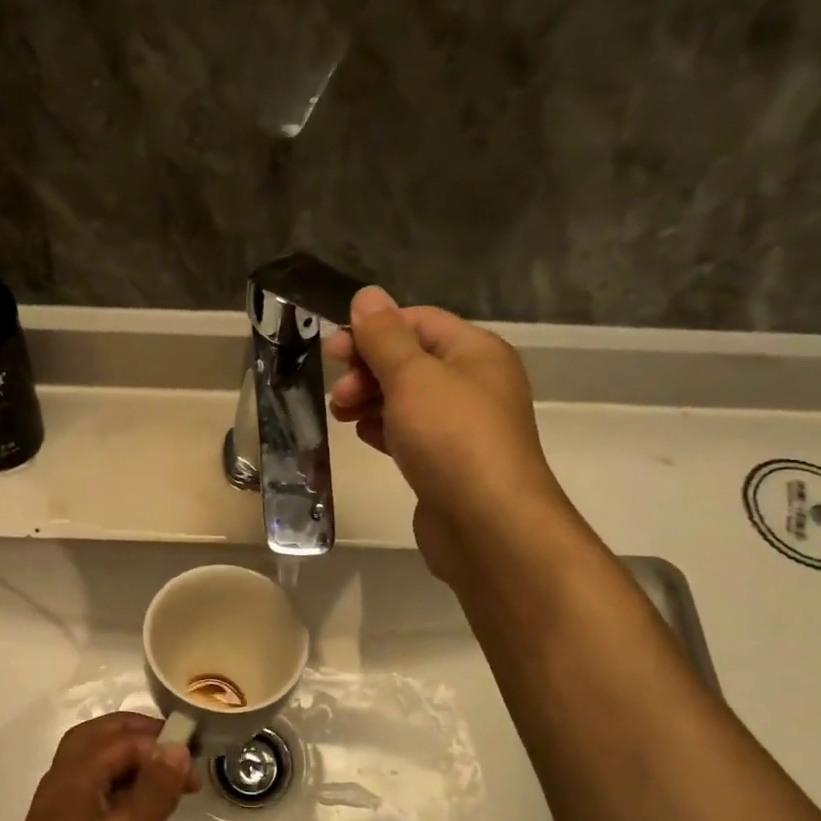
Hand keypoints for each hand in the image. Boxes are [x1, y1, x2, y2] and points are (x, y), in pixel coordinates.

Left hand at [0, 713, 197, 820]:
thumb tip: (174, 746)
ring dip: (130, 767)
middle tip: (174, 749)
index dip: (158, 743)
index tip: (193, 765)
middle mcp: (62, 790)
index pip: (119, 740)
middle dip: (135, 737)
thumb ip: (154, 787)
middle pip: (96, 742)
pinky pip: (97, 806)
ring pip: (95, 774)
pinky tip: (145, 820)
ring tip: (168, 783)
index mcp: (72, 776)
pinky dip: (123, 798)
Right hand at [325, 287, 563, 580]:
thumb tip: (367, 296)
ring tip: (340, 415)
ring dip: (370, 400)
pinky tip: (363, 436)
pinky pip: (410, 433)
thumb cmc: (451, 438)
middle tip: (337, 393)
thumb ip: (384, 336)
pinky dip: (384, 429)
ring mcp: (462, 427)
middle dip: (368, 369)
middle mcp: (474, 384)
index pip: (418, 322)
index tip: (333, 351)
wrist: (487, 524)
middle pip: (411, 361)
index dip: (373, 330)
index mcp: (475, 352)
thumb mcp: (413, 376)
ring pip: (407, 399)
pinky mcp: (448, 463)